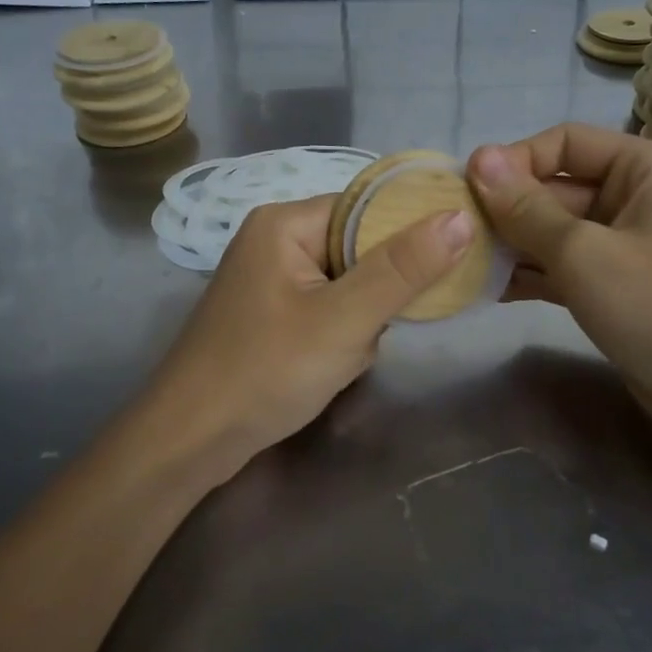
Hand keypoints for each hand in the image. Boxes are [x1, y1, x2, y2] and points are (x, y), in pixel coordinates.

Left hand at [139, 194, 473, 487]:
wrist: (191, 441)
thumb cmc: (265, 372)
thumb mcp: (344, 320)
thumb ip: (404, 269)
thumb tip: (460, 217)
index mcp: (286, 222)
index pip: (368, 209)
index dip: (409, 234)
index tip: (446, 267)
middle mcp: (275, 240)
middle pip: (360, 247)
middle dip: (379, 293)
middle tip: (376, 328)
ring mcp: (270, 279)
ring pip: (348, 284)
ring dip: (362, 320)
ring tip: (346, 355)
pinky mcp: (271, 314)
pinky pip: (327, 309)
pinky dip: (341, 335)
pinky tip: (330, 366)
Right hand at [467, 125, 651, 441]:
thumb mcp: (584, 252)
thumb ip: (526, 209)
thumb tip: (477, 159)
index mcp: (644, 167)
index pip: (564, 142)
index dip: (513, 161)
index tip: (466, 189)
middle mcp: (636, 196)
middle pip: (556, 188)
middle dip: (506, 209)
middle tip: (454, 231)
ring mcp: (626, 243)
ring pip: (555, 230)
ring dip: (511, 244)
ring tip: (461, 260)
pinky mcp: (616, 285)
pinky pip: (563, 266)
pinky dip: (530, 274)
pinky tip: (485, 288)